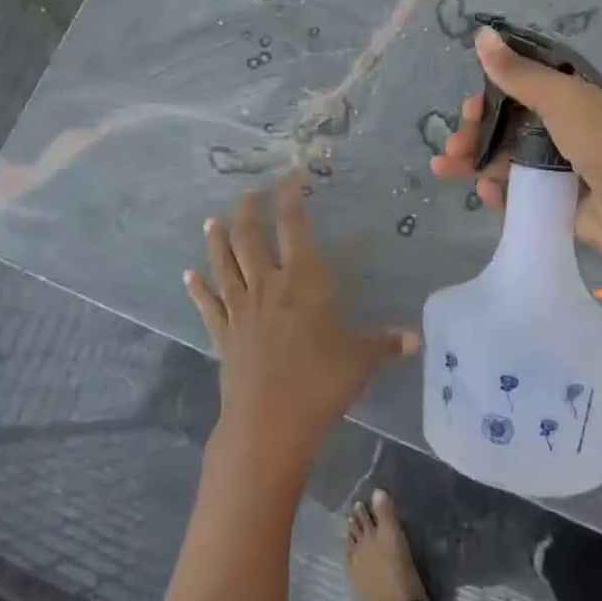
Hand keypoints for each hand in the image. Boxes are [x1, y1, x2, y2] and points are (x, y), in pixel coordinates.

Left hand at [186, 174, 416, 481]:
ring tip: (211, 220)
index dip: (290, 197)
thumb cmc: (320, 384)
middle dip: (248, 210)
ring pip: (223, 264)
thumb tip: (413, 339)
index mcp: (302, 282)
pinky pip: (206, 305)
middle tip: (248, 193)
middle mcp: (266, 286)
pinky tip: (188, 276)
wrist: (268, 424)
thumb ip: (384, 345)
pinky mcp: (222, 335)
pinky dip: (197, 289)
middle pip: (249, 237)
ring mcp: (239, 310)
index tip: (292, 177)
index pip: (293, 227)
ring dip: (216, 240)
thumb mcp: (360, 361)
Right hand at [429, 26, 601, 291]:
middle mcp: (572, 133)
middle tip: (453, 144)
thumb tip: (480, 33)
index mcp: (577, 100)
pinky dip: (499, 194)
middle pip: (511, 128)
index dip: (493, 97)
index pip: (525, 91)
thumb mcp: (563, 98)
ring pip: (511, 162)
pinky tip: (484, 194)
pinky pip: (522, 196)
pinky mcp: (563, 208)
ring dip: (477, 162)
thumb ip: (519, 73)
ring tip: (445, 169)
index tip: (469, 107)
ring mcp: (567, 172)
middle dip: (476, 133)